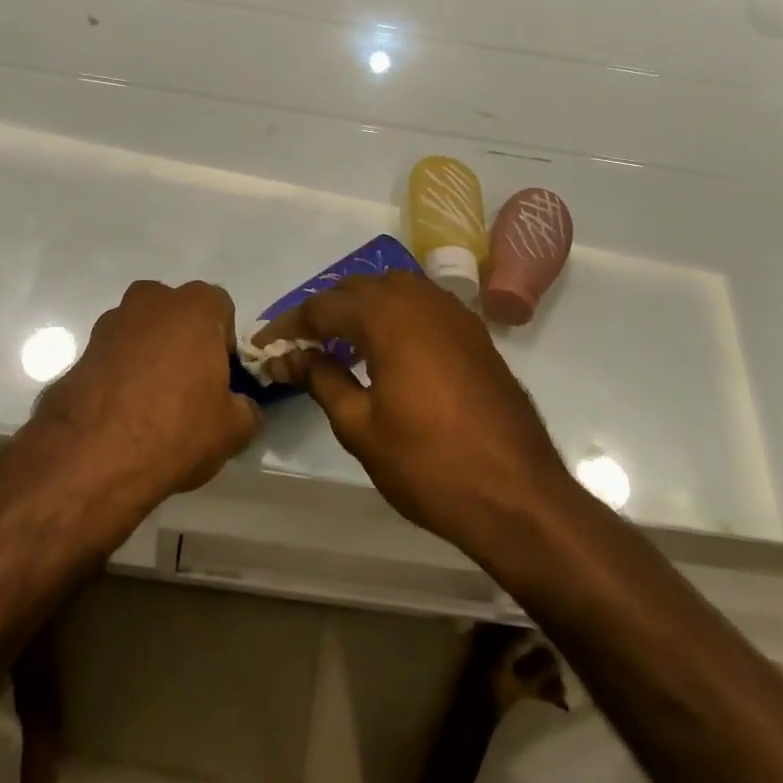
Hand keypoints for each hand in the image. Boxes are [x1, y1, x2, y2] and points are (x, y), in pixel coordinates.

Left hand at [31, 280, 260, 505]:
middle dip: (184, 343)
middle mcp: (151, 301)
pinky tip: (121, 417)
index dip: (224, 344)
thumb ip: (245, 408)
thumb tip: (239, 407)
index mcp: (195, 306)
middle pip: (177, 315)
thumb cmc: (177, 429)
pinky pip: (112, 359)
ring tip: (150, 407)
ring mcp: (109, 324)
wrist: (93, 458)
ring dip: (148, 357)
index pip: (221, 309)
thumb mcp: (234, 429)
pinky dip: (119, 378)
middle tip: (188, 389)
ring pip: (141, 334)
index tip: (220, 379)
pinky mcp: (79, 353)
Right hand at [257, 273, 573, 551]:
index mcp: (388, 316)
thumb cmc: (429, 464)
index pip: (324, 306)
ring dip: (360, 308)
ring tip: (338, 342)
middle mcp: (421, 300)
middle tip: (298, 345)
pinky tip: (385, 348)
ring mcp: (453, 313)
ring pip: (393, 290)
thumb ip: (322, 379)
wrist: (517, 494)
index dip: (290, 325)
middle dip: (324, 311)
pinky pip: (422, 305)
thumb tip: (290, 356)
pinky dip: (394, 315)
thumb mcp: (361, 426)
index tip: (265, 346)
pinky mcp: (474, 333)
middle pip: (358, 289)